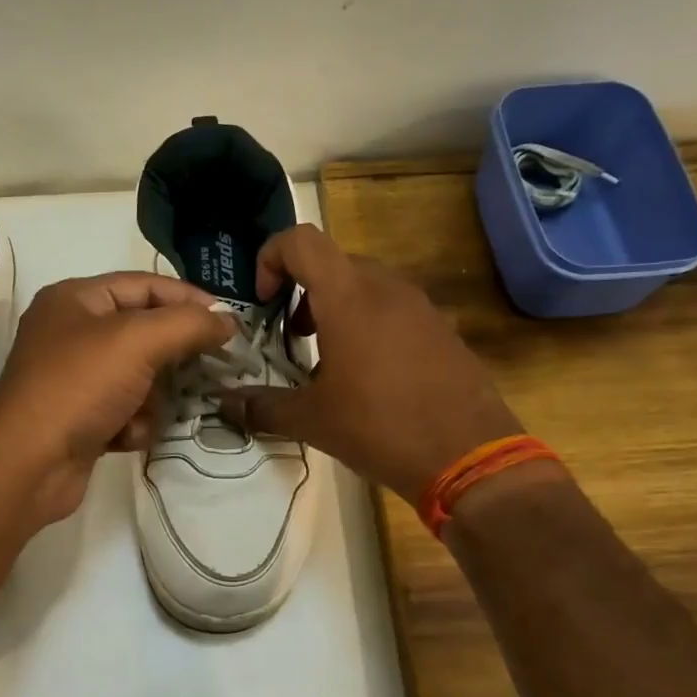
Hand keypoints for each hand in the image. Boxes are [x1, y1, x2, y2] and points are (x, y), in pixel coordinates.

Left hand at [0, 272, 237, 524]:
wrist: (28, 465)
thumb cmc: (79, 387)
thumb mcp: (138, 341)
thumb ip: (189, 324)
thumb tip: (228, 320)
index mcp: (76, 299)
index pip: (146, 285)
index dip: (190, 300)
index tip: (230, 324)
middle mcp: (73, 333)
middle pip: (146, 334)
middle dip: (172, 357)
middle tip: (208, 370)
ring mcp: (76, 379)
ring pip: (142, 377)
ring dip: (151, 399)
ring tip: (143, 412)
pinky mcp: (82, 418)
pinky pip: (128, 410)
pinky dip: (133, 424)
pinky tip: (123, 437)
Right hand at [219, 224, 522, 499]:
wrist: (470, 456)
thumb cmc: (380, 427)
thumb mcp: (311, 420)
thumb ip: (262, 406)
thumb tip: (226, 405)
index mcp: (348, 297)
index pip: (301, 240)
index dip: (271, 258)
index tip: (264, 302)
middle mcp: (386, 288)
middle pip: (332, 262)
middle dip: (301, 291)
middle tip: (291, 337)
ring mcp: (421, 306)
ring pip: (365, 285)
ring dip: (335, 308)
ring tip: (326, 359)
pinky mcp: (442, 328)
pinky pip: (394, 308)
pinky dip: (368, 324)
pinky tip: (368, 376)